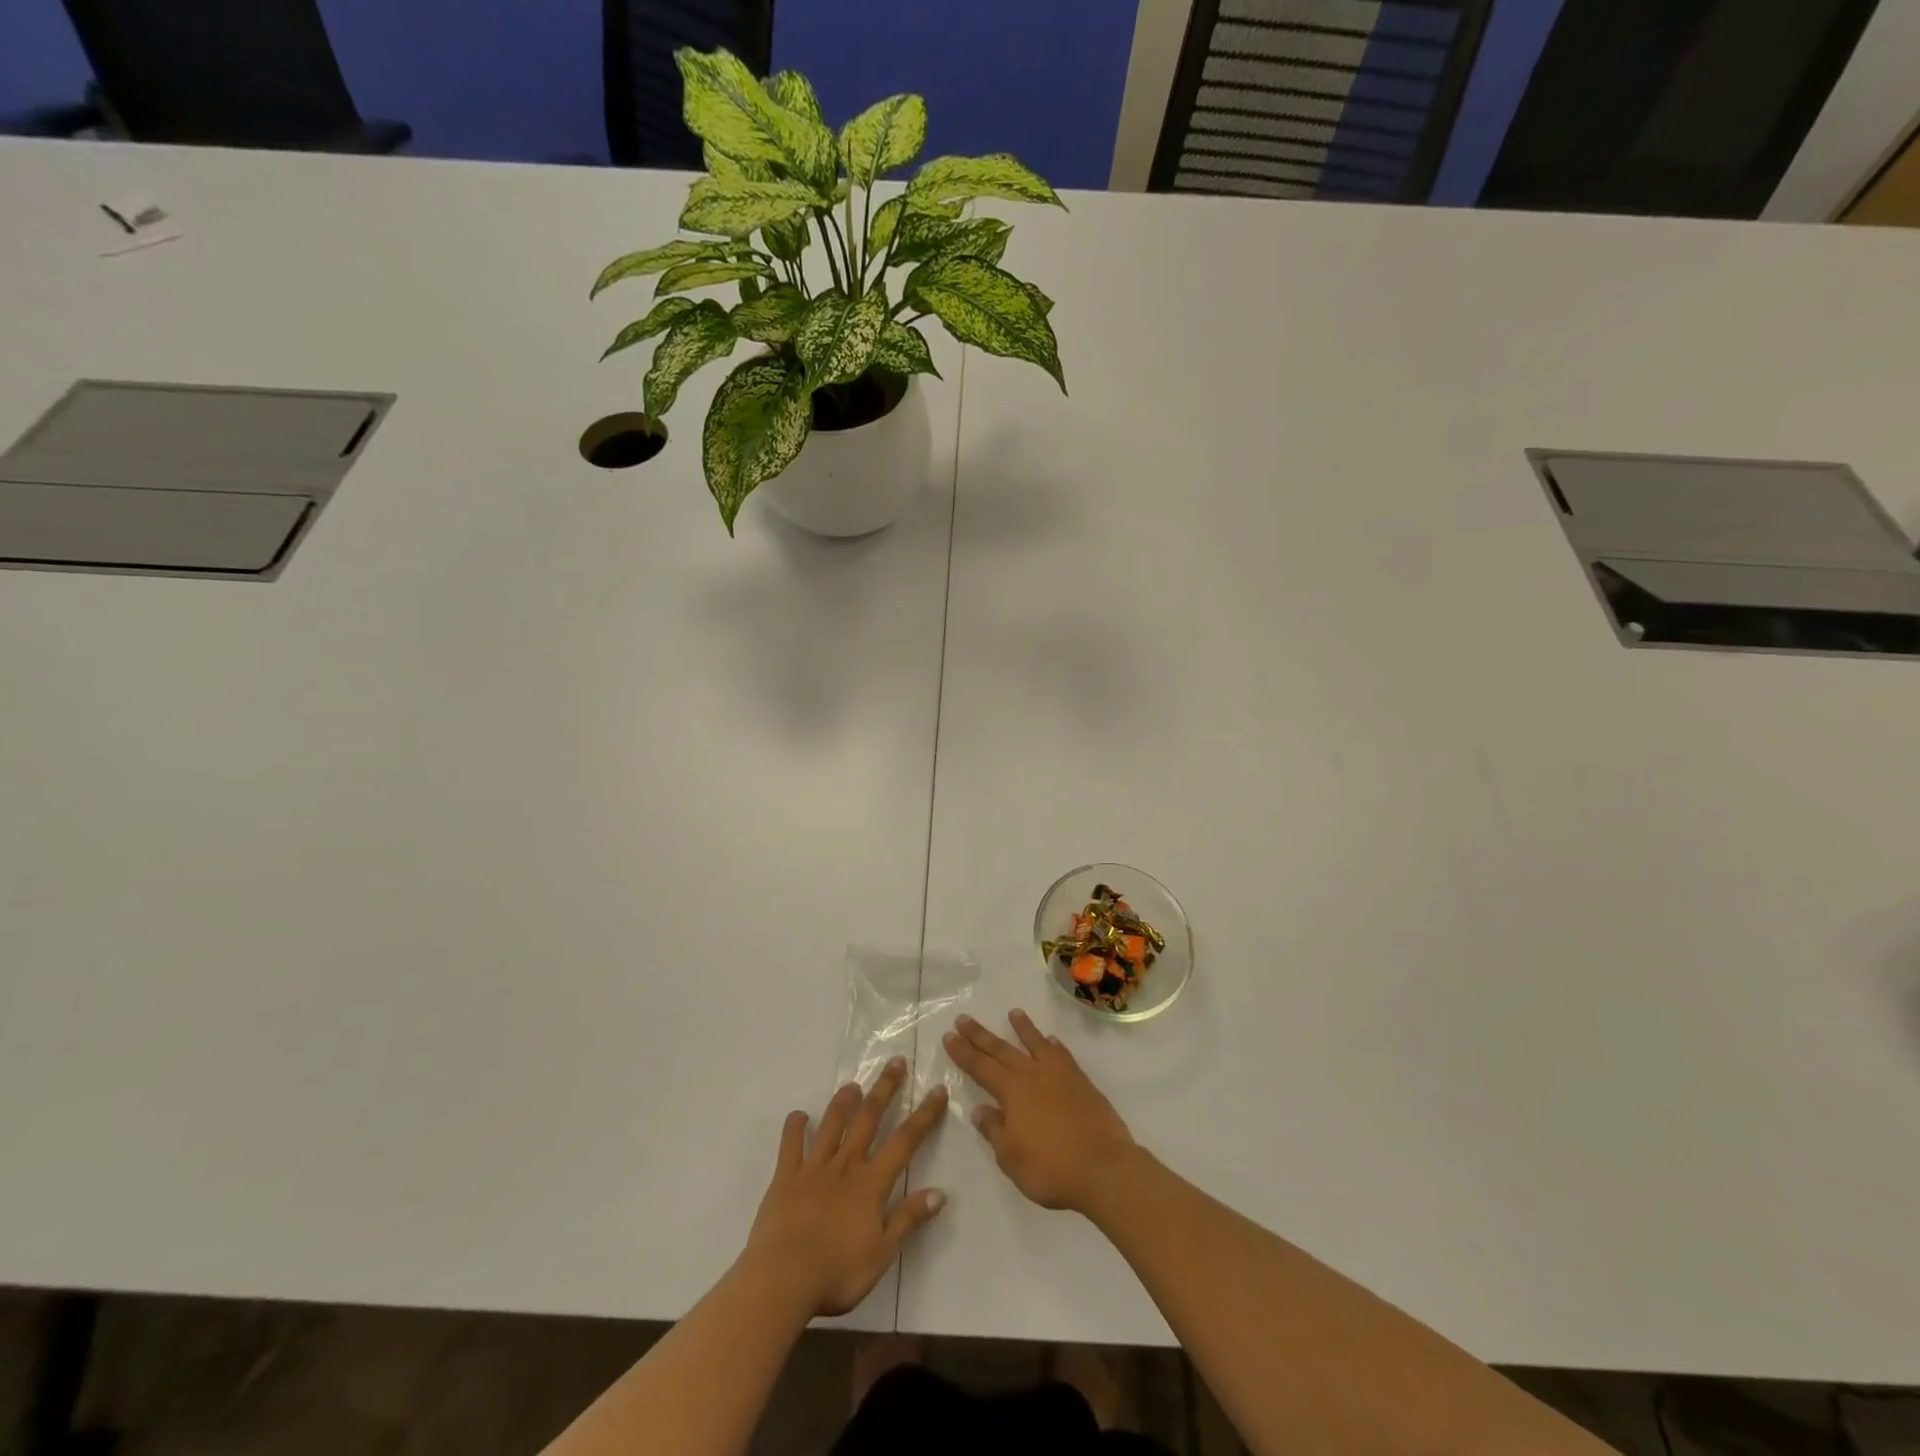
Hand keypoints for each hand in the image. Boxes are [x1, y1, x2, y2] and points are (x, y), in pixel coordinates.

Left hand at [739, 1057, 947, 1317]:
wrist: (782, 1280)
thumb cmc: (836, 1273)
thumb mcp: (881, 1254)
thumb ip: (908, 1220)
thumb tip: (940, 1192)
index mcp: (871, 1184)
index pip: (905, 1142)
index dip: (924, 1115)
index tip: (937, 1090)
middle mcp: (845, 1166)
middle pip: (869, 1119)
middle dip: (885, 1089)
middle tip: (896, 1063)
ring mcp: (814, 1168)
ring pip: (832, 1124)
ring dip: (844, 1102)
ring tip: (853, 1085)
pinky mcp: (786, 1177)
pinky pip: (791, 1144)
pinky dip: (795, 1127)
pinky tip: (799, 1115)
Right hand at [944, 1010, 1138, 1213]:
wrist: (1104, 1168)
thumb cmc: (1051, 1169)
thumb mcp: (1011, 1158)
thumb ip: (994, 1131)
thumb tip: (980, 1110)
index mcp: (1012, 1092)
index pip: (980, 1067)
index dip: (963, 1052)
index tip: (949, 1035)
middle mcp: (1033, 1075)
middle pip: (1002, 1050)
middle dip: (981, 1035)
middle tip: (964, 1018)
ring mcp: (1060, 1075)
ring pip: (1036, 1044)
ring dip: (1023, 1028)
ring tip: (1013, 1013)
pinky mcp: (1082, 1082)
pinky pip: (1063, 1056)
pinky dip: (1054, 1046)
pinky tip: (1051, 1041)